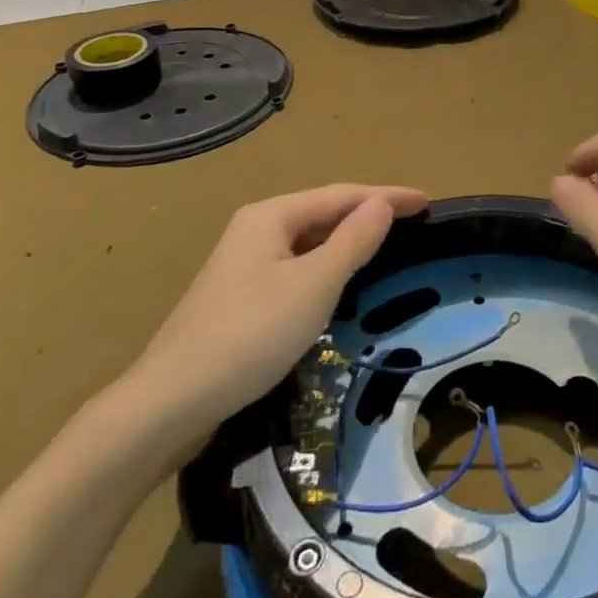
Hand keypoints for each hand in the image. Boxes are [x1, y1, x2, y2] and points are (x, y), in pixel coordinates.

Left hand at [133, 184, 427, 427]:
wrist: (170, 403)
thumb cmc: (250, 336)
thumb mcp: (313, 286)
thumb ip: (352, 241)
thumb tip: (382, 204)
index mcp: (271, 215)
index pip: (341, 195)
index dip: (386, 196)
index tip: (427, 202)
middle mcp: (255, 229)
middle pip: (322, 213)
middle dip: (367, 214)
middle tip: (412, 222)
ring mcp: (243, 264)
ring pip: (308, 242)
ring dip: (347, 240)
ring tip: (386, 244)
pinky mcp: (240, 297)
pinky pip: (295, 267)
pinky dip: (325, 266)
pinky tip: (339, 281)